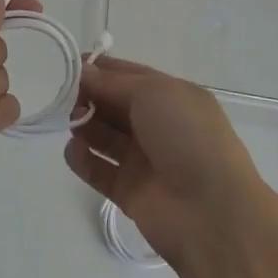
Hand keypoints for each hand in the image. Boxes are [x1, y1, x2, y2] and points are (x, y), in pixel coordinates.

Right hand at [64, 56, 272, 268]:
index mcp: (172, 97)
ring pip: (104, 136)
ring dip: (84, 125)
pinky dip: (82, 159)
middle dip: (88, 96)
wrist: (212, 213)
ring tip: (71, 123)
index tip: (68, 65)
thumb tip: (85, 73)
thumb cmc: (187, 138)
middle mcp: (158, 126)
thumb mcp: (154, 93)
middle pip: (114, 104)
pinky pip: (98, 170)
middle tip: (65, 96)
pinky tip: (73, 151)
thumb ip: (114, 82)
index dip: (100, 69)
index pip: (129, 75)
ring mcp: (144, 160)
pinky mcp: (129, 191)